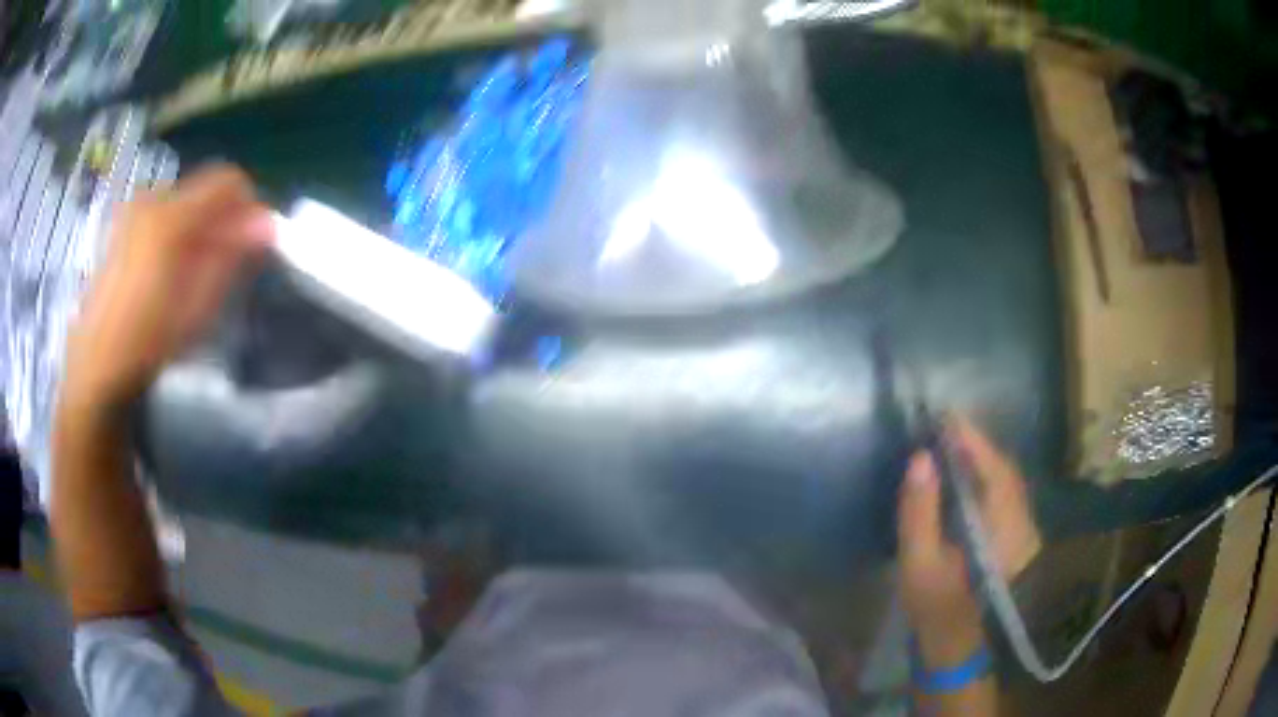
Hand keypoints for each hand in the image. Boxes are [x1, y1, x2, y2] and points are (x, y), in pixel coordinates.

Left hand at [62, 165, 273, 412]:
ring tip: (192, 275)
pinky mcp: (123, 227)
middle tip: (222, 265)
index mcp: (172, 215)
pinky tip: (169, 273)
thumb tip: (269, 223)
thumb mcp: (197, 306)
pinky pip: (164, 214)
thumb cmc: (148, 341)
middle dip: (220, 221)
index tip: (251, 241)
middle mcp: (153, 199)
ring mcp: (134, 211)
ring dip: (198, 229)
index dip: (247, 206)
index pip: (228, 181)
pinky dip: (177, 233)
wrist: (97, 364)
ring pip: (184, 203)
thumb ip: (232, 257)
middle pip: (204, 192)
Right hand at [897, 418, 1040, 667]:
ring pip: (1005, 480)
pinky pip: (1003, 493)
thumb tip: (919, 457)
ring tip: (949, 441)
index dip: (972, 439)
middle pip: (1003, 470)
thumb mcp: (920, 564)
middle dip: (975, 444)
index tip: (946, 414)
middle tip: (942, 424)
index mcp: (1003, 529)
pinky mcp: (1015, 535)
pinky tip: (964, 473)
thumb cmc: (937, 607)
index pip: (994, 470)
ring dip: (980, 458)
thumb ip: (919, 512)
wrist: (957, 643)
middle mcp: (1021, 522)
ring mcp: (1022, 529)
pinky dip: (984, 475)